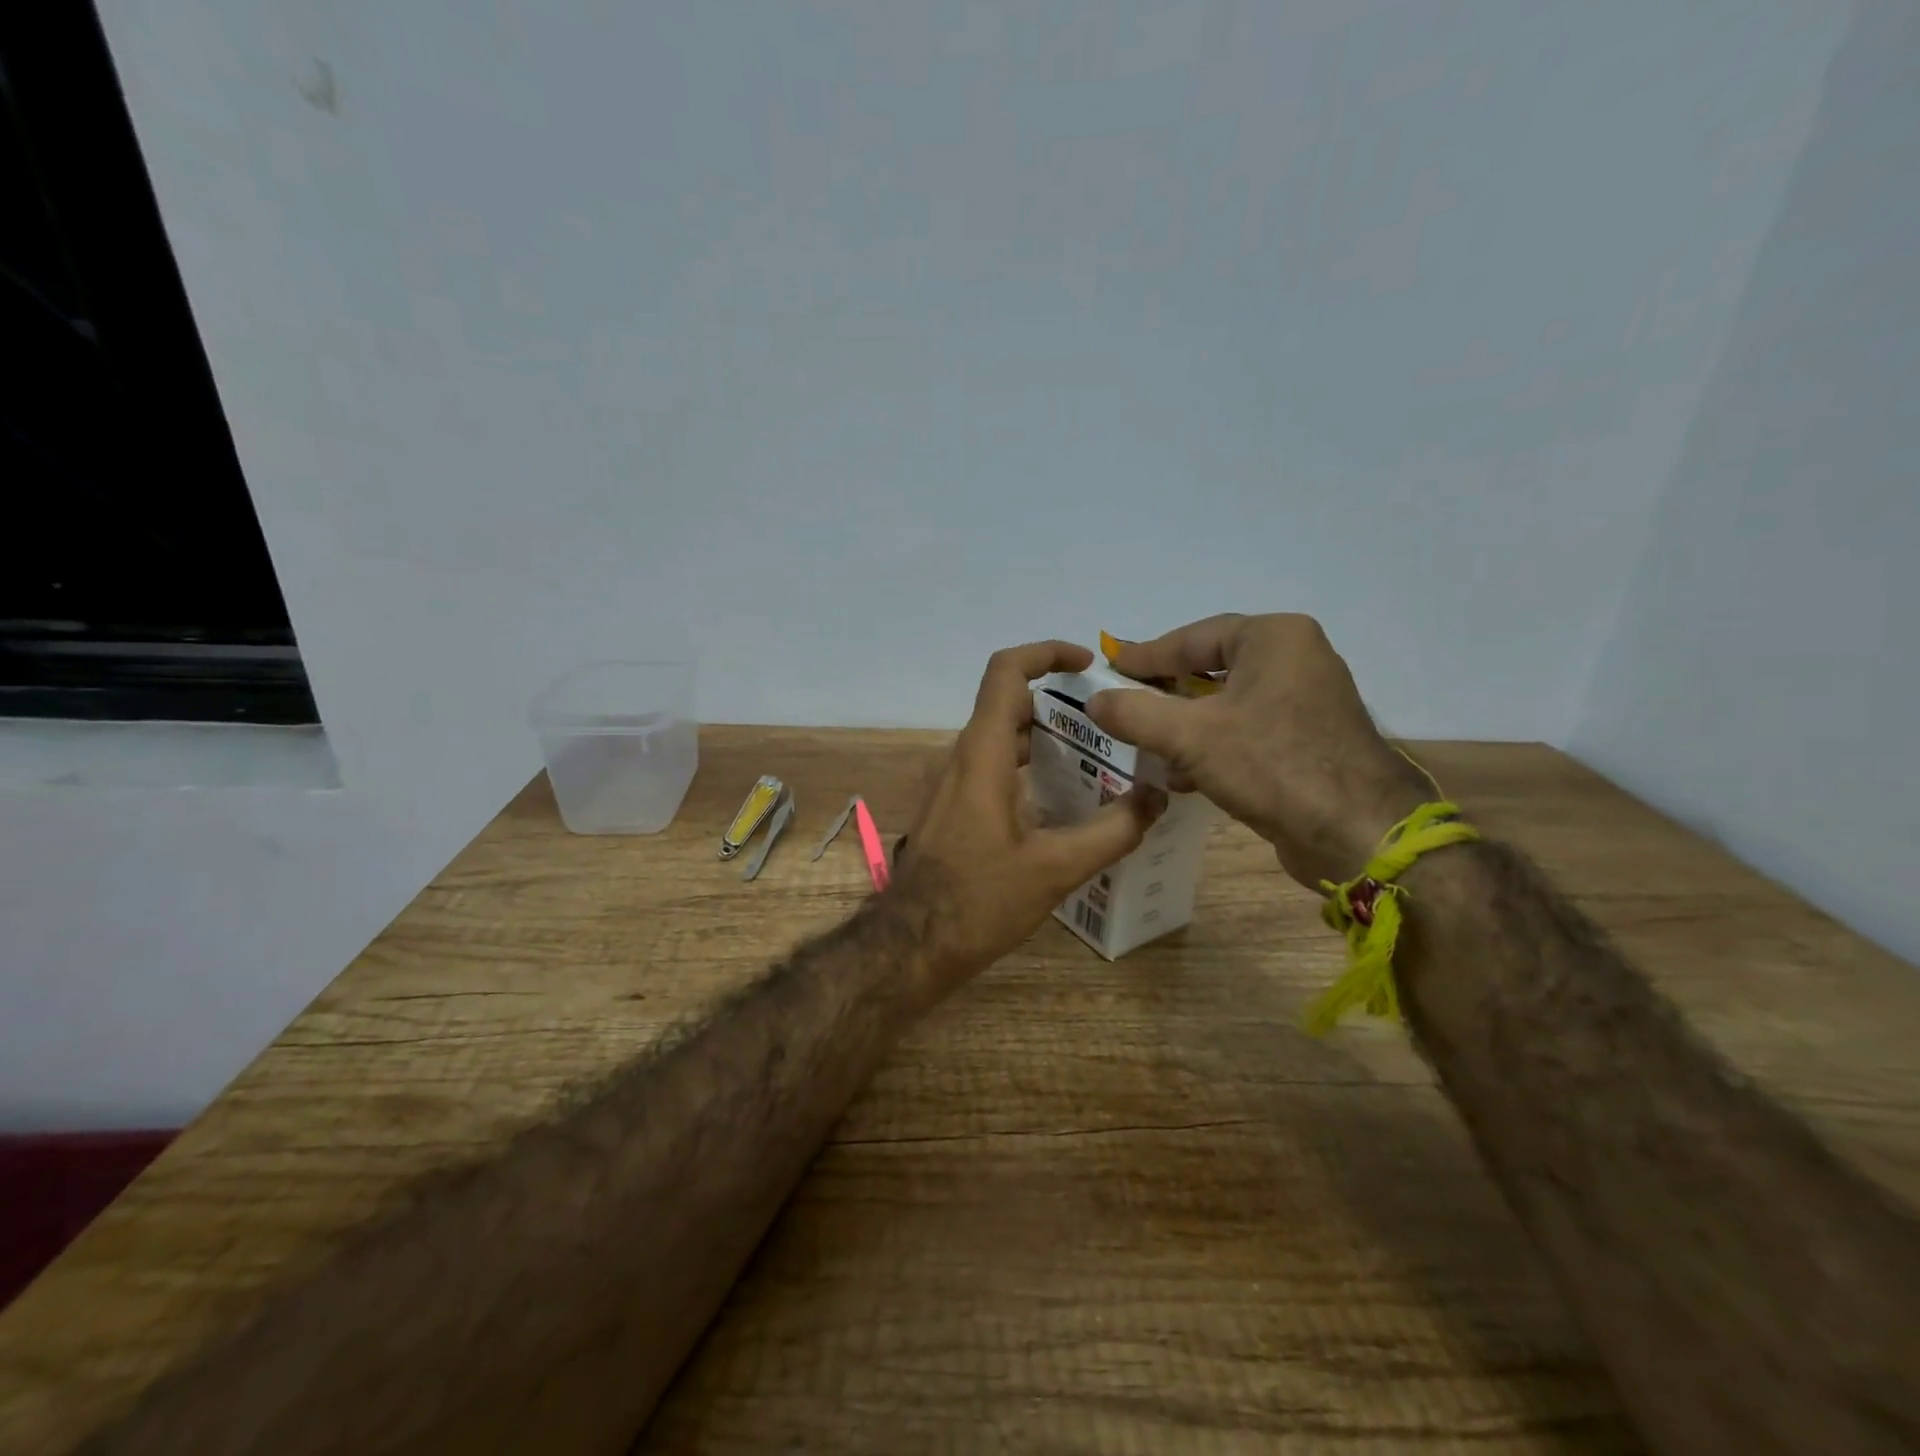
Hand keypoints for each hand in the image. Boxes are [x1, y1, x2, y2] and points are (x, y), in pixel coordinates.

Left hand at [890, 641, 1165, 987]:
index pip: (1006, 672)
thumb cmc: (979, 899)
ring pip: (1000, 738)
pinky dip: (1026, 765)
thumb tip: (1155, 799)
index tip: (1086, 664)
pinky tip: (1060, 799)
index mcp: (982, 754)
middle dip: (1058, 704)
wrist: (913, 943)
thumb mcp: (1056, 868)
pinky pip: (990, 766)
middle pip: (1009, 705)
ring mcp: (951, 783)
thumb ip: (1112, 831)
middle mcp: (961, 757)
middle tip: (1108, 723)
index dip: (1045, 653)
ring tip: (1095, 758)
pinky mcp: (951, 807)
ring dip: (1043, 738)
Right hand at [1085, 614, 1432, 889]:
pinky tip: (1181, 775)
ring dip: (1184, 725)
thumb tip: (1093, 700)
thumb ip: (1135, 713)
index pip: (1193, 637)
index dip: (1146, 655)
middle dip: (1165, 692)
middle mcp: (1295, 659)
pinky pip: (1247, 731)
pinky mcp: (1309, 741)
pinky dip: (1212, 746)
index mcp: (1273, 638)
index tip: (1110, 667)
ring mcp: (1306, 701)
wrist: (1357, 833)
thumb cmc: (1272, 765)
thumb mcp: (1191, 736)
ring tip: (1144, 744)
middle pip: (1211, 669)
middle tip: (1124, 702)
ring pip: (1227, 705)